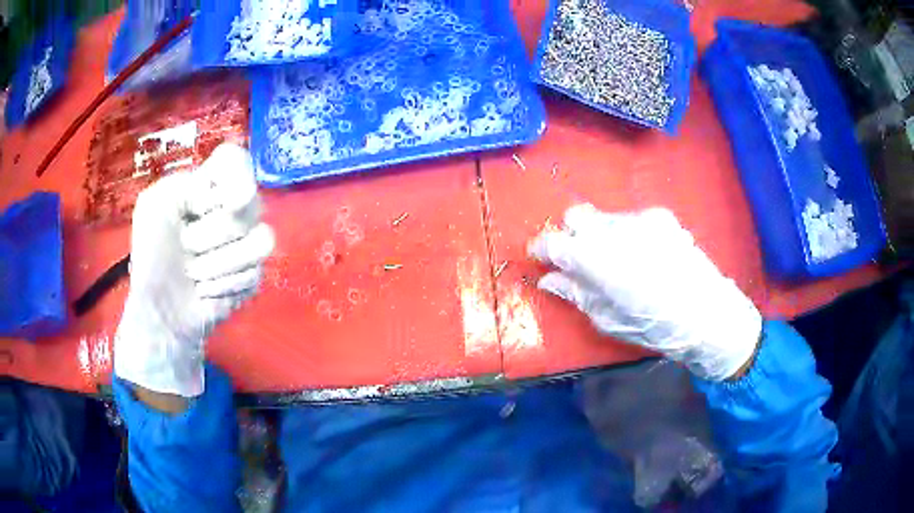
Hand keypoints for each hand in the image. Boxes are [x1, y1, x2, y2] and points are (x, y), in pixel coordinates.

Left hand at [114, 144, 274, 397]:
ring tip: (194, 272)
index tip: (217, 199)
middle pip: (249, 203)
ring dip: (218, 263)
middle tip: (186, 245)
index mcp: (209, 185)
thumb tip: (228, 200)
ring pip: (261, 240)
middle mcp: (234, 208)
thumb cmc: (152, 254)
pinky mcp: (253, 276)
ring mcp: (247, 242)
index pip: (237, 160)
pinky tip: (204, 290)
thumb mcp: (154, 206)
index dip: (235, 176)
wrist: (159, 308)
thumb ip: (187, 184)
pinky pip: (255, 273)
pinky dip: (223, 285)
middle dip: (210, 232)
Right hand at [528, 205, 760, 380]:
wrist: (707, 313)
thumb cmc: (654, 326)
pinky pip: (631, 219)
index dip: (541, 248)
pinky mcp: (660, 217)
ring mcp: (639, 218)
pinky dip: (626, 234)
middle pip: (576, 216)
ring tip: (615, 260)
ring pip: (604, 217)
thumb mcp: (608, 319)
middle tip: (576, 259)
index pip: (553, 241)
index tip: (539, 257)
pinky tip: (641, 255)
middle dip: (569, 234)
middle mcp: (614, 229)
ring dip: (599, 235)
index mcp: (596, 259)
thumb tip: (550, 278)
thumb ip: (576, 293)